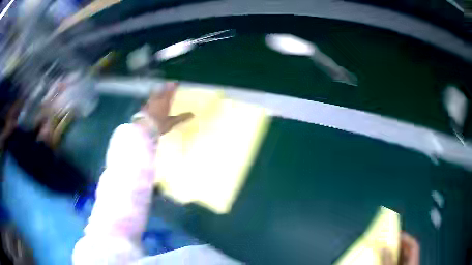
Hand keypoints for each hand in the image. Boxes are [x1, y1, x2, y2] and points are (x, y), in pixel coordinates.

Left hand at [143, 82, 192, 133]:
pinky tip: (150, 101)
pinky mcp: (144, 108)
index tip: (176, 82)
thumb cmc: (159, 125)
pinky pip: (149, 100)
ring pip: (154, 94)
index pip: (170, 91)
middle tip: (168, 84)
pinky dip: (151, 99)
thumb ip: (181, 118)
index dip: (173, 86)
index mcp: (164, 102)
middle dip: (165, 87)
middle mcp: (157, 100)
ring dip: (158, 91)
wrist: (144, 129)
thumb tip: (192, 114)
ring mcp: (149, 103)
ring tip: (160, 90)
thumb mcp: (171, 122)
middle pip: (161, 91)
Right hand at [381, 232, 419, 264]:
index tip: (398, 234)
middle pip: (409, 251)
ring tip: (387, 250)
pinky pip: (401, 264)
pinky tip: (388, 261)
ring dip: (396, 254)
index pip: (414, 245)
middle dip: (400, 246)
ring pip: (404, 258)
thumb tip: (383, 247)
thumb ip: (388, 260)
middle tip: (390, 242)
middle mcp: (413, 263)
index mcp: (413, 261)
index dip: (407, 238)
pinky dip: (395, 261)